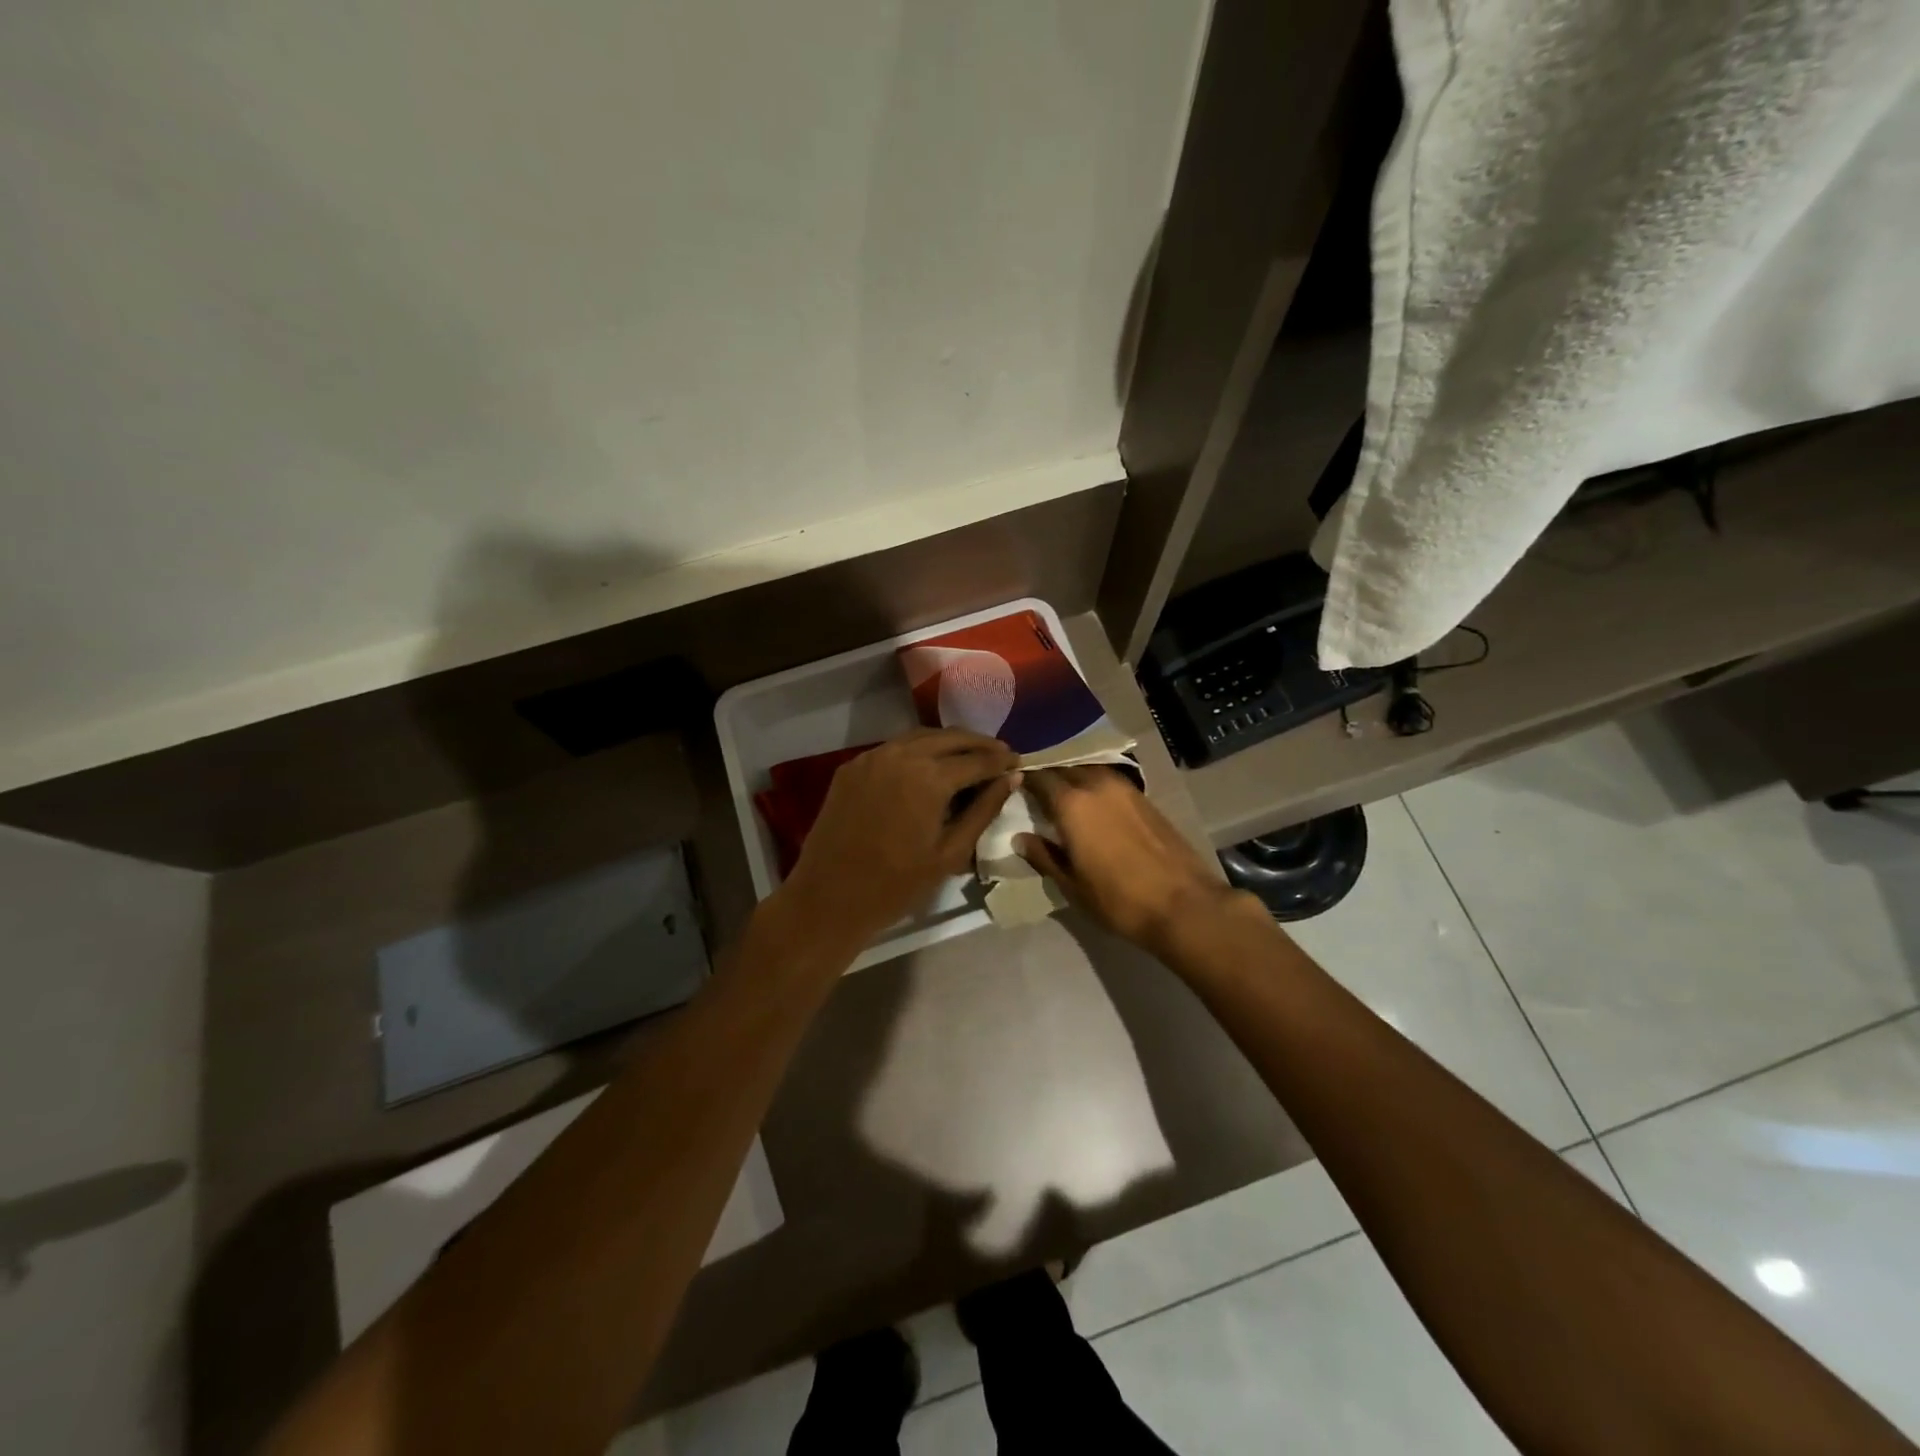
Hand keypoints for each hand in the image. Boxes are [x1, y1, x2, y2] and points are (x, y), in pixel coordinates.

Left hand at [778, 729, 1019, 946]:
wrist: (828, 898)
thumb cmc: (896, 885)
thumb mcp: (950, 853)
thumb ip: (983, 810)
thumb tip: (1012, 778)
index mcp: (929, 777)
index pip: (976, 759)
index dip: (1000, 759)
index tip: (1018, 761)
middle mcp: (901, 755)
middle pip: (949, 738)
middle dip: (978, 744)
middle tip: (999, 753)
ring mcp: (872, 757)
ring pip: (919, 737)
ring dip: (948, 742)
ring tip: (969, 755)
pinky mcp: (852, 767)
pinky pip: (893, 748)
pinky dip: (917, 749)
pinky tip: (928, 764)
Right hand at [1017, 766, 1242, 954]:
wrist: (1183, 904)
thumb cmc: (1118, 899)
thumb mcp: (1071, 884)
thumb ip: (1043, 855)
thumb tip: (1021, 838)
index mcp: (1071, 803)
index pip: (1039, 777)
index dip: (1024, 779)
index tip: (1012, 786)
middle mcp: (1096, 785)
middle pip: (1065, 769)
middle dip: (1048, 777)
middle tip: (1035, 794)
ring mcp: (1125, 788)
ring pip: (1089, 772)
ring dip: (1074, 780)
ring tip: (1063, 799)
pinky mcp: (1145, 798)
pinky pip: (1109, 782)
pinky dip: (1095, 788)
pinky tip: (1093, 807)